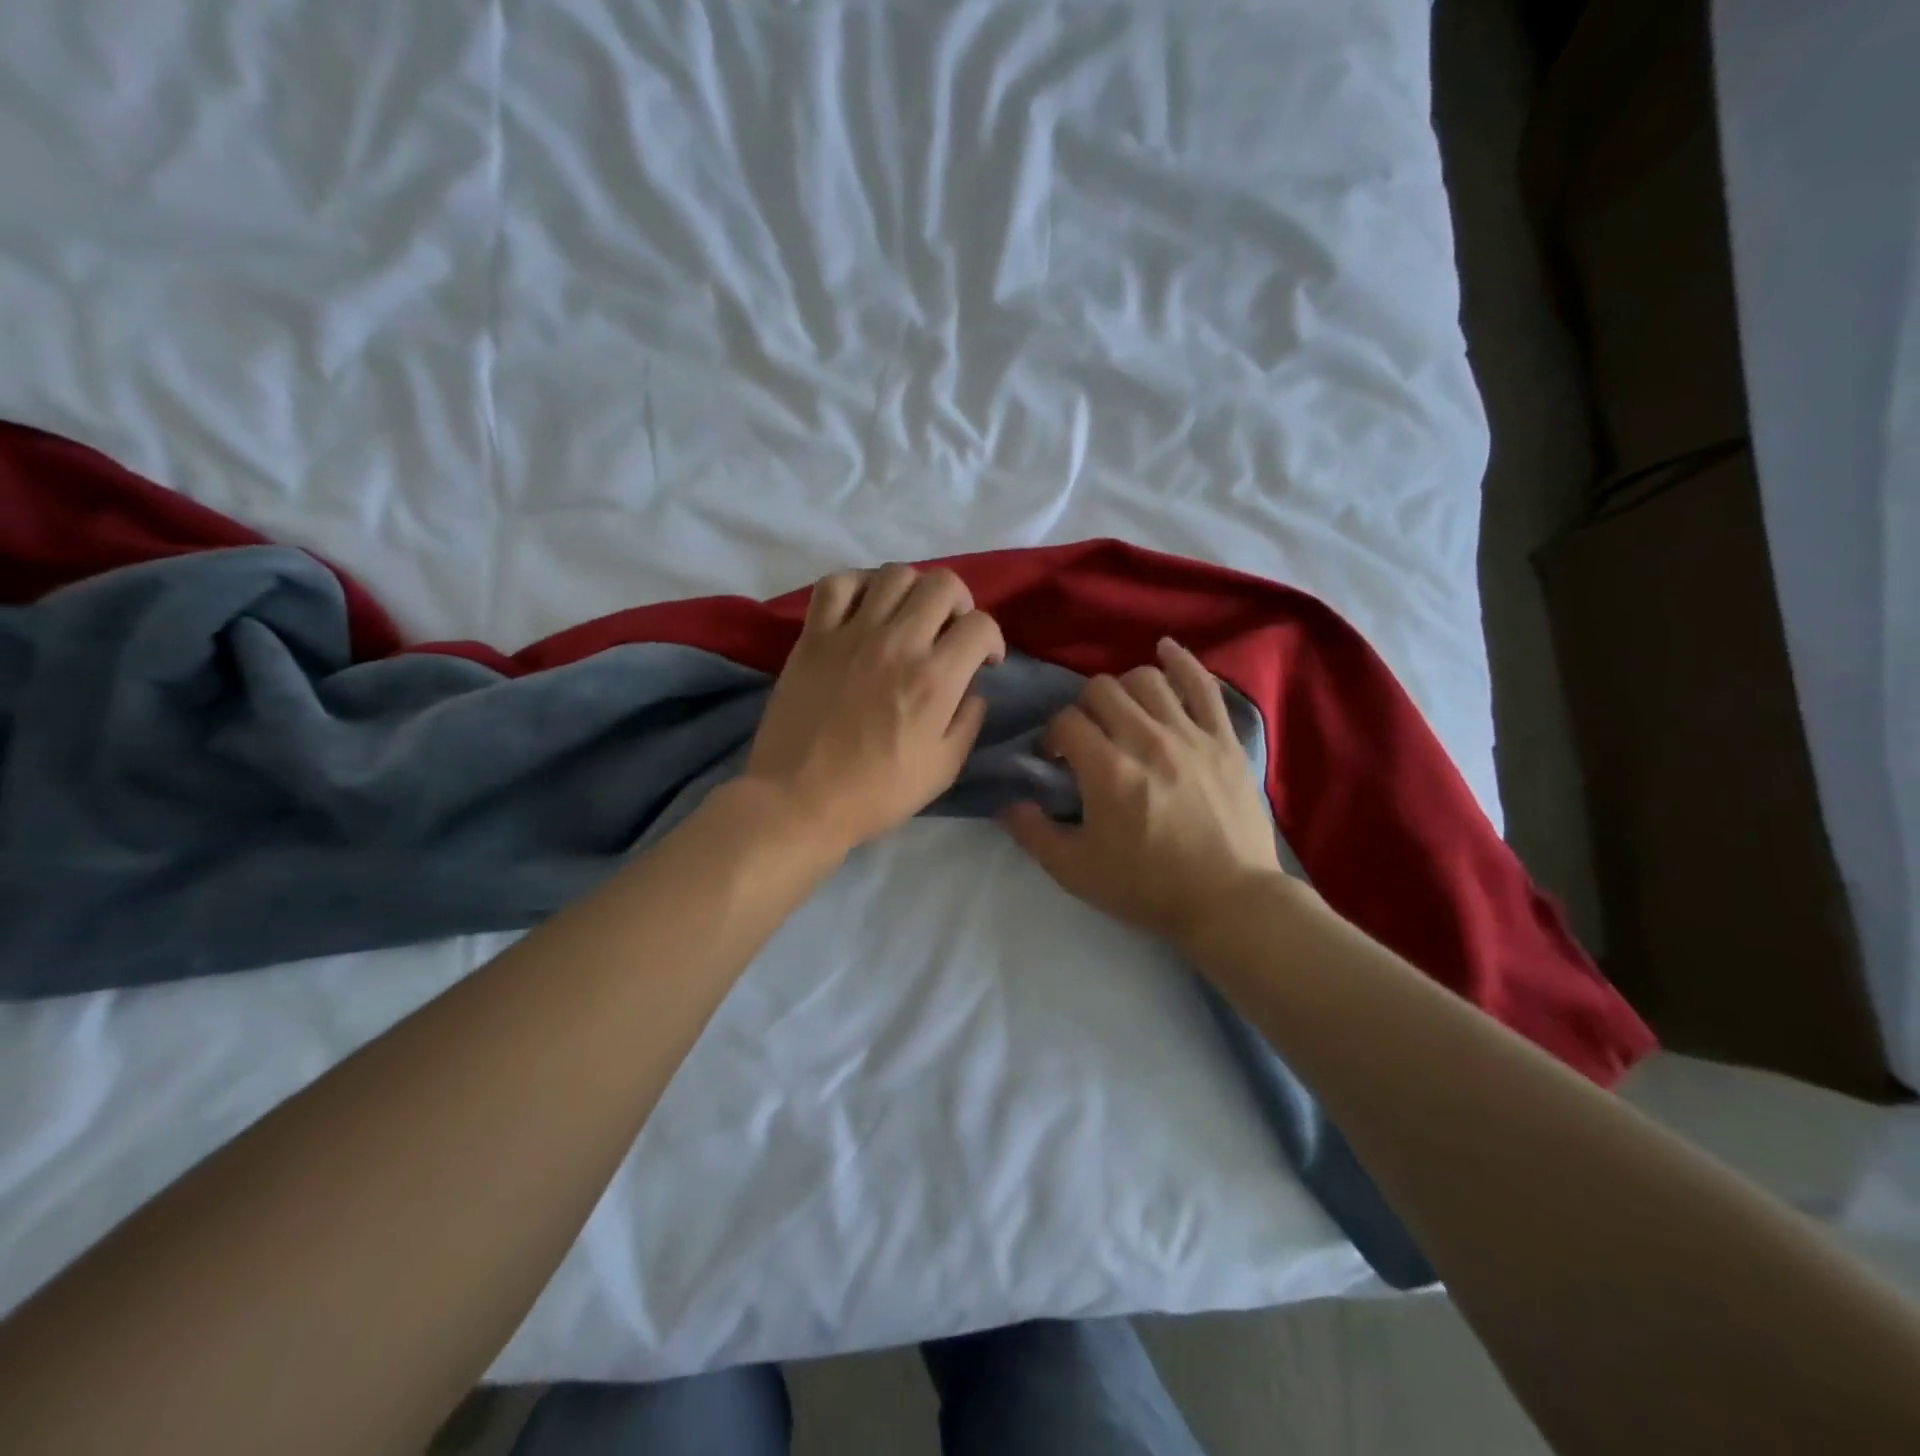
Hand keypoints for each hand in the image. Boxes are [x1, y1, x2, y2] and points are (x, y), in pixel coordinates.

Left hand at [743, 564, 1005, 854]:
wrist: (799, 800)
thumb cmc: (875, 793)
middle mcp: (897, 643)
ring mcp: (851, 634)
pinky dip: (858, 585)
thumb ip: (968, 721)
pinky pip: (837, 583)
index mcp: (934, 680)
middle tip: (950, 631)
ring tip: (908, 616)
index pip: (980, 626)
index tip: (984, 660)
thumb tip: (972, 689)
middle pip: (943, 585)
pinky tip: (864, 607)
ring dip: (914, 589)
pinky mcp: (814, 636)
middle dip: (960, 604)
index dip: (992, 639)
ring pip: (895, 573)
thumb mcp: (942, 769)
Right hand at [1003, 639, 1289, 946]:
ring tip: (1123, 714)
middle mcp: (1146, 740)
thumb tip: (1007, 804)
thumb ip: (1034, 834)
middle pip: (1101, 690)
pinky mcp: (1223, 738)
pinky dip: (1181, 662)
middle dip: (1083, 709)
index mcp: (1107, 771)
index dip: (1051, 736)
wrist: (1228, 901)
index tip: (1055, 759)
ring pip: (1146, 680)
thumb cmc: (1148, 888)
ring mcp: (1190, 735)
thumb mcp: (1076, 872)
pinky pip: (1203, 685)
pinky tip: (1165, 651)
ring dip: (1124, 690)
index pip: (1065, 722)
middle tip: (1088, 737)